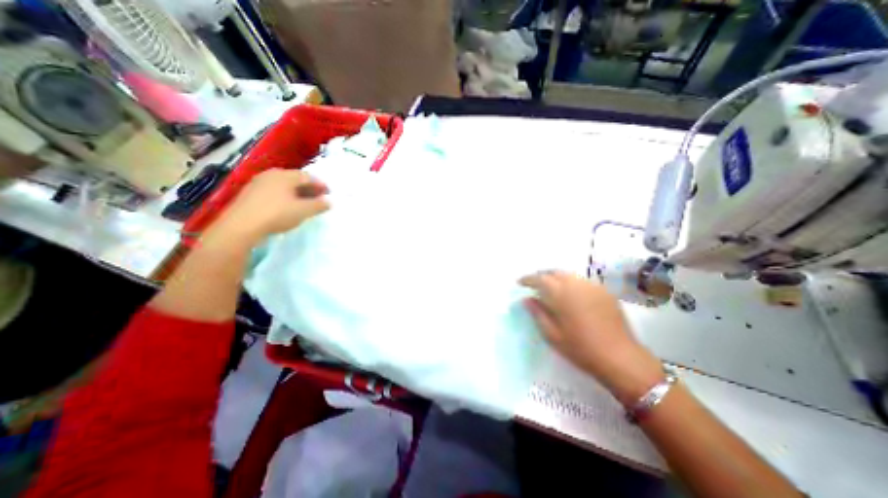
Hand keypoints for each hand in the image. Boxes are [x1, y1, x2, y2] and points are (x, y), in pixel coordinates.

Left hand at [204, 170, 328, 245]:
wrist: (241, 226)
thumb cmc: (277, 214)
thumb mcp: (304, 211)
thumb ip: (319, 205)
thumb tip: (329, 202)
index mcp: (285, 175)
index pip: (308, 177)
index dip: (320, 184)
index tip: (329, 193)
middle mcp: (271, 175)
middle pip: (295, 179)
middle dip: (309, 188)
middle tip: (318, 198)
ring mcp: (258, 183)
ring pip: (284, 186)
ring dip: (297, 193)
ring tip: (305, 203)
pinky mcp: (250, 194)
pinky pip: (274, 192)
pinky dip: (285, 197)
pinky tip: (287, 207)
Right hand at [523, 270, 665, 405]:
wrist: (621, 358)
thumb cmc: (581, 348)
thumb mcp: (552, 334)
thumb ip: (538, 313)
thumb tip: (527, 299)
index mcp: (561, 293)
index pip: (540, 279)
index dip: (528, 279)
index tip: (520, 283)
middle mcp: (576, 284)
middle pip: (555, 272)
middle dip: (542, 275)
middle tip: (534, 284)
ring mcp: (593, 286)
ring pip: (569, 275)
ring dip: (557, 278)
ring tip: (551, 289)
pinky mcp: (605, 292)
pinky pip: (583, 282)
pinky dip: (571, 284)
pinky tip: (571, 296)